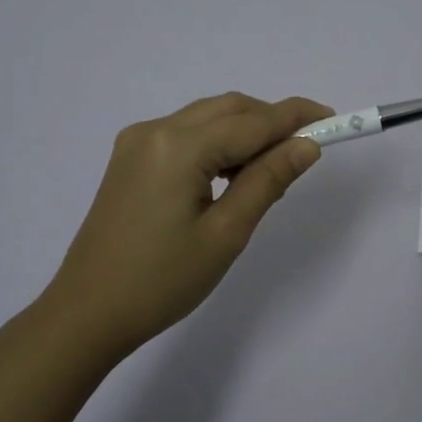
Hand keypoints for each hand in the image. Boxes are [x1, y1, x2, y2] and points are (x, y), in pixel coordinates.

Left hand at [36, 92, 333, 359]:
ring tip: (271, 172)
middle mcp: (155, 130)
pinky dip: (217, 143)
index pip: (252, 121)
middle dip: (271, 121)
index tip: (334, 119)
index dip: (296, 117)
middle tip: (306, 151)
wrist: (87, 313)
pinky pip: (186, 134)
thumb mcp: (226, 234)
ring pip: (208, 118)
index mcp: (179, 147)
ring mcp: (137, 141)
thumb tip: (307, 145)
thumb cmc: (162, 281)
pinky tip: (231, 175)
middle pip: (229, 109)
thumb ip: (268, 180)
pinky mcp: (130, 157)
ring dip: (245, 132)